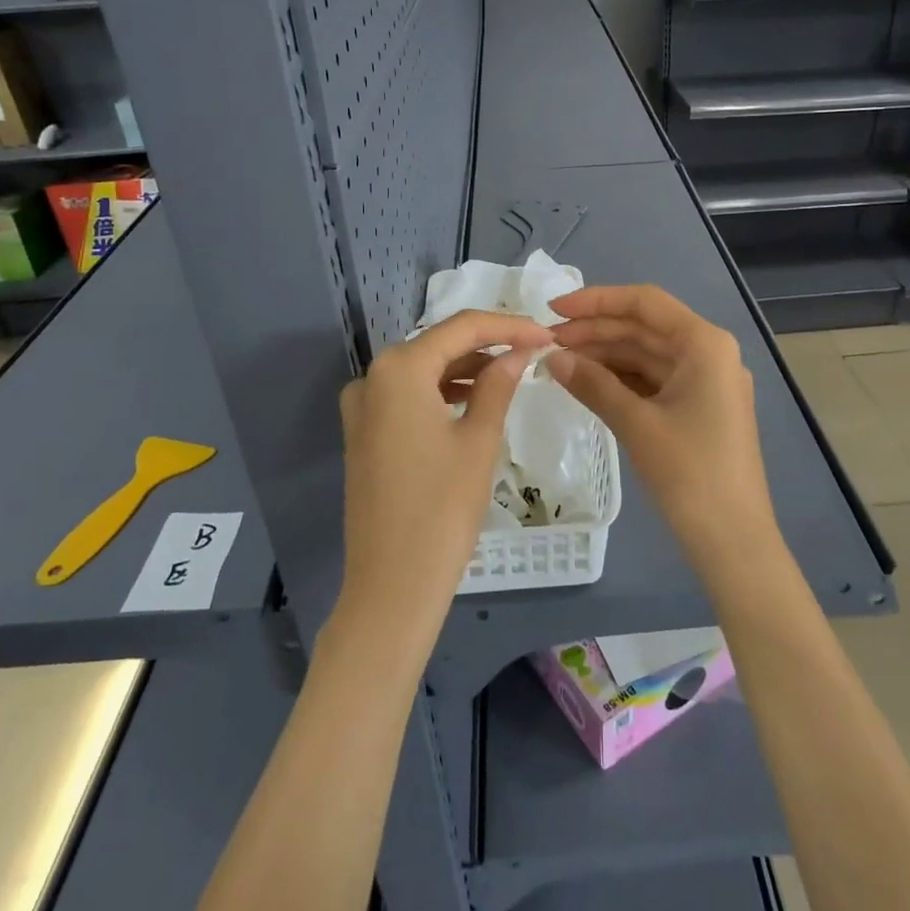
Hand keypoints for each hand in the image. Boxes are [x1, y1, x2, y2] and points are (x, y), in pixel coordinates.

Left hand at [337, 310, 551, 636]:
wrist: (392, 584)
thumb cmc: (442, 508)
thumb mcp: (478, 440)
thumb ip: (498, 385)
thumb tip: (519, 352)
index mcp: (399, 370)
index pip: (461, 328)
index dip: (508, 326)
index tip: (547, 335)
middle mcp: (372, 378)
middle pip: (438, 345)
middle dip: (487, 345)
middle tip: (533, 352)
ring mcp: (362, 407)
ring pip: (423, 371)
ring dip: (466, 369)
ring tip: (511, 375)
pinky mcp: (363, 434)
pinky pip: (407, 397)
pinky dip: (442, 393)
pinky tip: (474, 402)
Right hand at [546, 285, 776, 564]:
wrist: (733, 540)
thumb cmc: (690, 474)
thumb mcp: (637, 424)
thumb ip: (593, 385)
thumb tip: (551, 358)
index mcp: (704, 344)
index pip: (645, 302)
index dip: (596, 301)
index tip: (553, 309)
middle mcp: (708, 353)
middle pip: (644, 328)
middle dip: (595, 331)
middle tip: (546, 343)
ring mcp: (705, 382)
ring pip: (646, 355)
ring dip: (605, 356)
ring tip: (558, 364)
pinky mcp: (698, 408)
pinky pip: (653, 381)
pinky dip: (620, 380)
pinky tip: (586, 384)